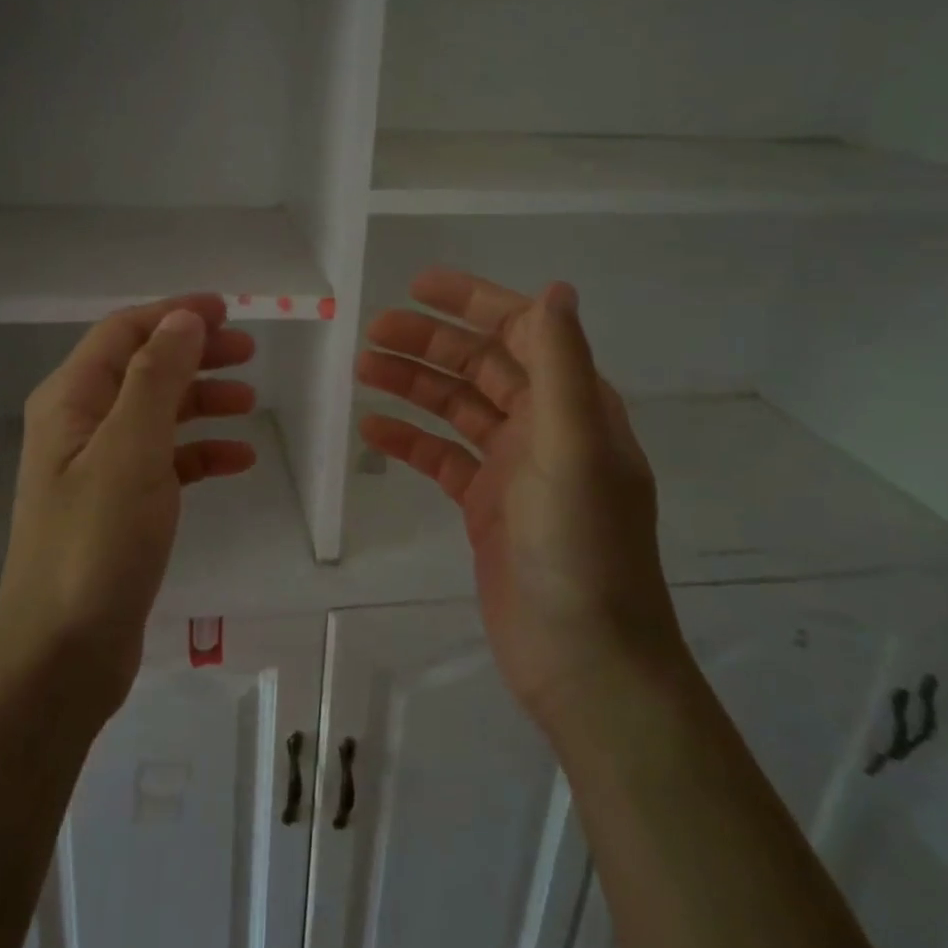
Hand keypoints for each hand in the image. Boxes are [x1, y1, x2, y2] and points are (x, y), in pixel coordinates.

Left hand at [0, 296, 257, 713]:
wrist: (63, 653)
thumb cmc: (96, 542)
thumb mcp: (131, 449)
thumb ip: (156, 377)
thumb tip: (184, 319)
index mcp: (71, 400)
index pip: (124, 333)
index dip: (174, 315)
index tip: (229, 311)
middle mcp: (80, 425)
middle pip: (144, 368)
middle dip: (195, 354)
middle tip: (248, 352)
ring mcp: (99, 468)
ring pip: (158, 414)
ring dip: (203, 400)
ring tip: (251, 399)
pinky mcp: (120, 507)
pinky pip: (166, 462)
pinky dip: (201, 453)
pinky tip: (239, 461)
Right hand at [357, 268, 680, 727]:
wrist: (584, 662)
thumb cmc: (579, 549)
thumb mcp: (572, 448)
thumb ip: (562, 365)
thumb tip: (556, 288)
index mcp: (573, 405)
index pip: (522, 332)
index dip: (473, 303)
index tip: (419, 285)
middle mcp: (546, 428)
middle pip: (481, 367)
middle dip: (430, 343)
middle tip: (372, 333)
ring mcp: (514, 470)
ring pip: (456, 409)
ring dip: (413, 385)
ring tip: (362, 369)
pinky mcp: (487, 507)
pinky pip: (442, 458)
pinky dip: (410, 440)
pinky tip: (372, 431)